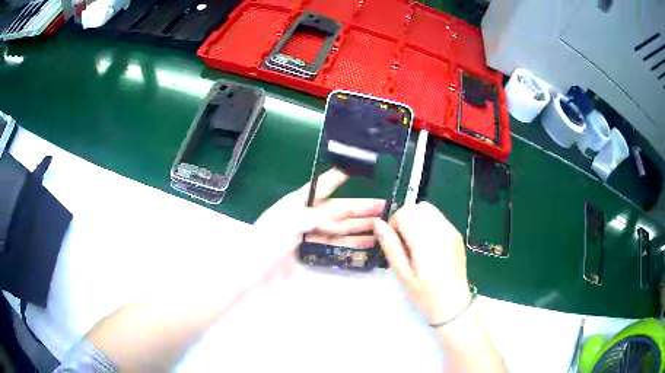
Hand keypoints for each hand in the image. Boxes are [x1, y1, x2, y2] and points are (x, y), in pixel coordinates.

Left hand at [253, 169, 384, 280]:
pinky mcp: (309, 254)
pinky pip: (332, 247)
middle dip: (359, 208)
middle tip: (383, 207)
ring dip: (358, 228)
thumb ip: (313, 217)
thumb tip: (336, 220)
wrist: (250, 273)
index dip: (336, 178)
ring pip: (338, 230)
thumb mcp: (287, 223)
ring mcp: (307, 237)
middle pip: (336, 210)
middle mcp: (304, 217)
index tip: (354, 171)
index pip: (319, 187)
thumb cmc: (264, 243)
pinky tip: (364, 245)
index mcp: (296, 204)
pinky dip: (349, 245)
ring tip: (380, 227)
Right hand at [374, 202, 470, 324]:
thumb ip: (391, 247)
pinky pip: (439, 218)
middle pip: (418, 207)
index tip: (393, 242)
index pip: (406, 213)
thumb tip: (378, 224)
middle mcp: (442, 231)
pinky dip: (428, 223)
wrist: (453, 305)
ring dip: (417, 219)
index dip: (394, 223)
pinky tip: (427, 244)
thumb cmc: (425, 295)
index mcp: (427, 242)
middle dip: (405, 218)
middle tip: (402, 241)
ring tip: (414, 242)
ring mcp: (452, 231)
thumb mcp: (403, 275)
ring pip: (429, 209)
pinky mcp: (457, 235)